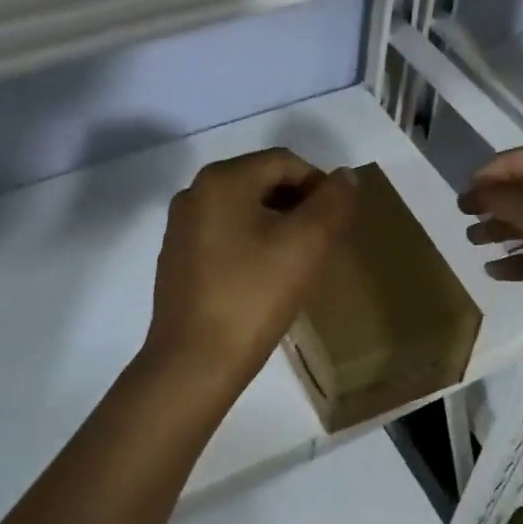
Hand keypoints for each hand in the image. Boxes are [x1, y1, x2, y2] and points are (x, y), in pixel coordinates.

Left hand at [146, 149, 356, 388]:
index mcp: (222, 180)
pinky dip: (251, 244)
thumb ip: (333, 202)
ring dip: (277, 225)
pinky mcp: (177, 259)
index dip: (320, 184)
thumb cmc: (253, 296)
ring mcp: (180, 227)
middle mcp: (194, 193)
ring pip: (243, 210)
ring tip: (299, 261)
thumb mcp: (306, 244)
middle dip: (298, 205)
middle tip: (323, 241)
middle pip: (261, 182)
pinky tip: (264, 278)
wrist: (195, 361)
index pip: (285, 162)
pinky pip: (224, 235)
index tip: (338, 222)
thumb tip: (345, 176)